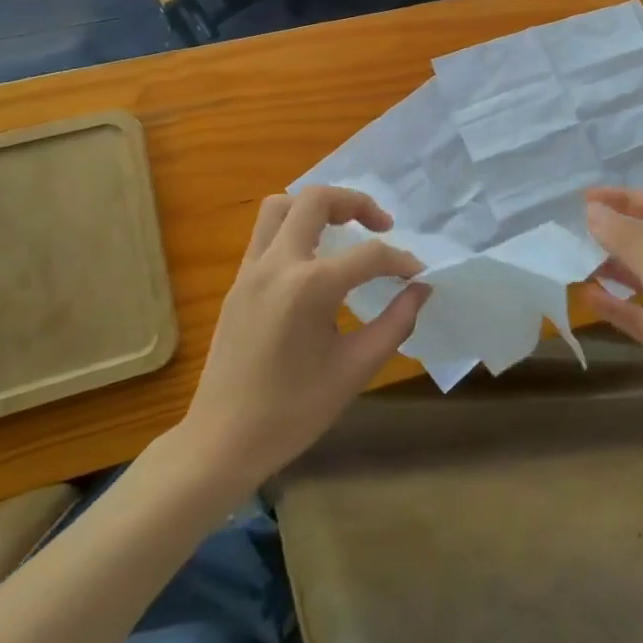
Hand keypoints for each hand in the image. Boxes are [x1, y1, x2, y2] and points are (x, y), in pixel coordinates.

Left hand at [181, 187, 428, 485]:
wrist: (222, 442)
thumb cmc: (293, 412)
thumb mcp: (355, 370)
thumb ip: (395, 323)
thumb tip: (420, 289)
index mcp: (309, 286)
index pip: (369, 254)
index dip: (401, 261)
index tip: (419, 275)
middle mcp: (277, 264)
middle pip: (316, 200)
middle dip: (355, 203)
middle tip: (381, 226)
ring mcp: (250, 270)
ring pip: (281, 206)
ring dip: (316, 207)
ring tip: (343, 231)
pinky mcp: (237, 283)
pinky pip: (266, 234)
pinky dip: (295, 228)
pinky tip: (315, 261)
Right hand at [585, 188, 642, 460]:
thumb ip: (628, 240)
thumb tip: (592, 210)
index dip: (624, 200)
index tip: (584, 198)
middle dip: (613, 234)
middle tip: (571, 232)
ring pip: (641, 278)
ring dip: (610, 269)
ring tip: (572, 262)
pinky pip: (639, 313)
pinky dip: (615, 304)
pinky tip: (586, 297)